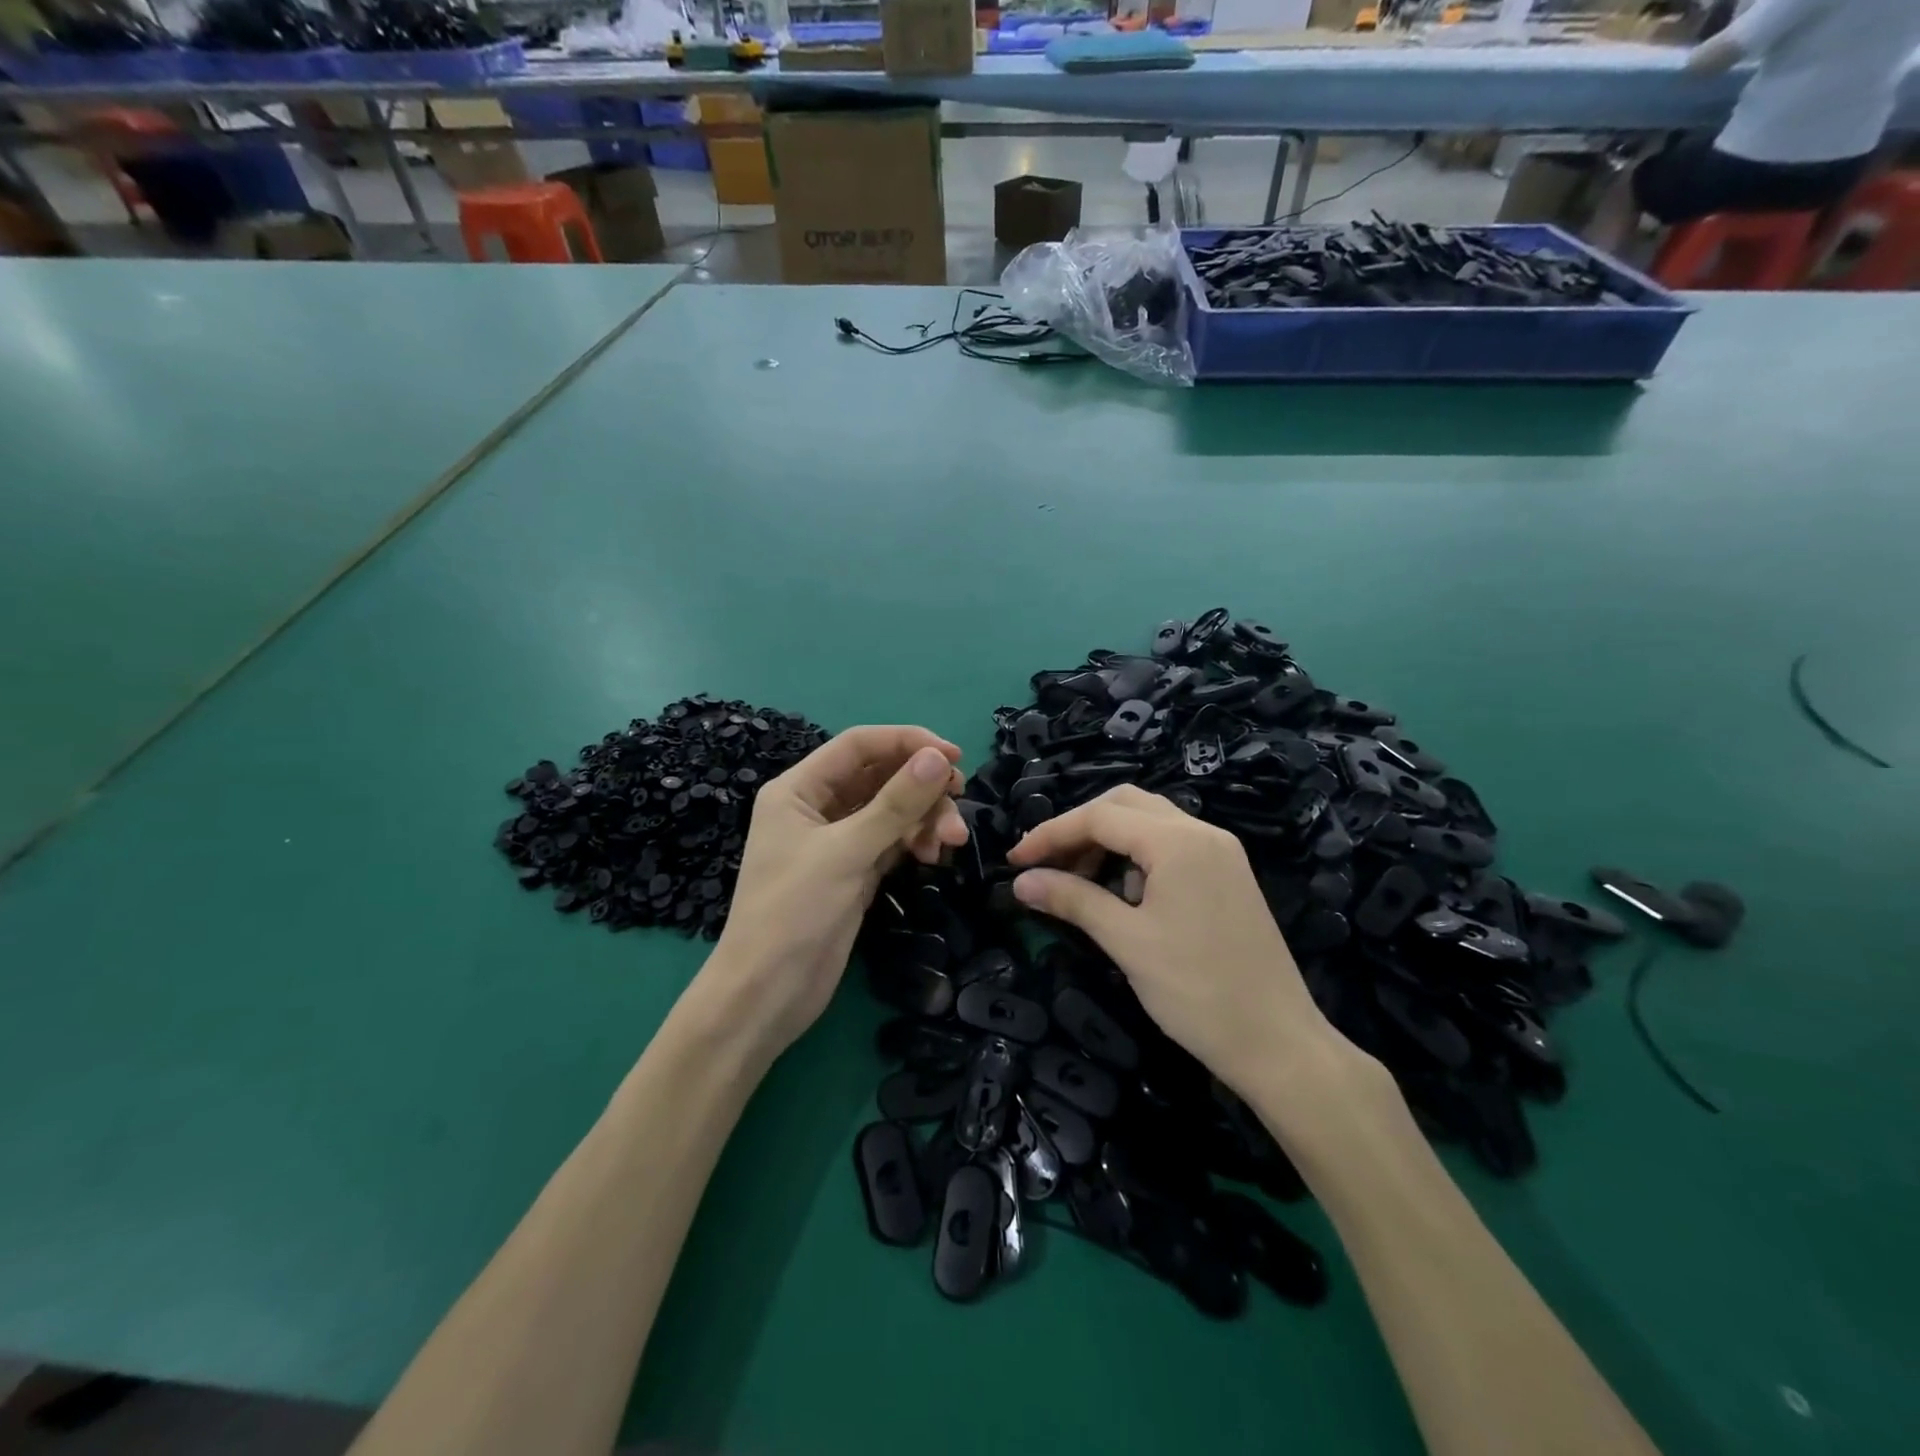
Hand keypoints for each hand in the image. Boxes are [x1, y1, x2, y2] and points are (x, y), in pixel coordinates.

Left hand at [699, 726, 967, 1058]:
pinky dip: (915, 841)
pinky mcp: (854, 870)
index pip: (859, 745)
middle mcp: (817, 807)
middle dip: (922, 788)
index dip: (907, 742)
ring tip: (950, 843)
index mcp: (799, 789)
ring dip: (924, 818)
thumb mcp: (845, 853)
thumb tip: (939, 758)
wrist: (767, 995)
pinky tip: (932, 856)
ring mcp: (837, 841)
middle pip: (880, 776)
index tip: (954, 757)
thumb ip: (895, 804)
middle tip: (958, 805)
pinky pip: (893, 840)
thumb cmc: (793, 913)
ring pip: (892, 810)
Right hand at [1006, 784, 1350, 1100]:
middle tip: (1047, 864)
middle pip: (1125, 805)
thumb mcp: (1126, 942)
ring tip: (1079, 884)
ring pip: (1149, 824)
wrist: (1278, 1043)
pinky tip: (1123, 897)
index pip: (1100, 816)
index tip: (1015, 861)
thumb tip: (1021, 882)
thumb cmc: (1197, 991)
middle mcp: (1202, 833)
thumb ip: (1072, 900)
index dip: (1051, 834)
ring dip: (1107, 843)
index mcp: (1179, 841)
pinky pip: (1170, 847)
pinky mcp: (1227, 875)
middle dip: (1079, 828)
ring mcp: (1220, 853)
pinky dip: (1135, 859)